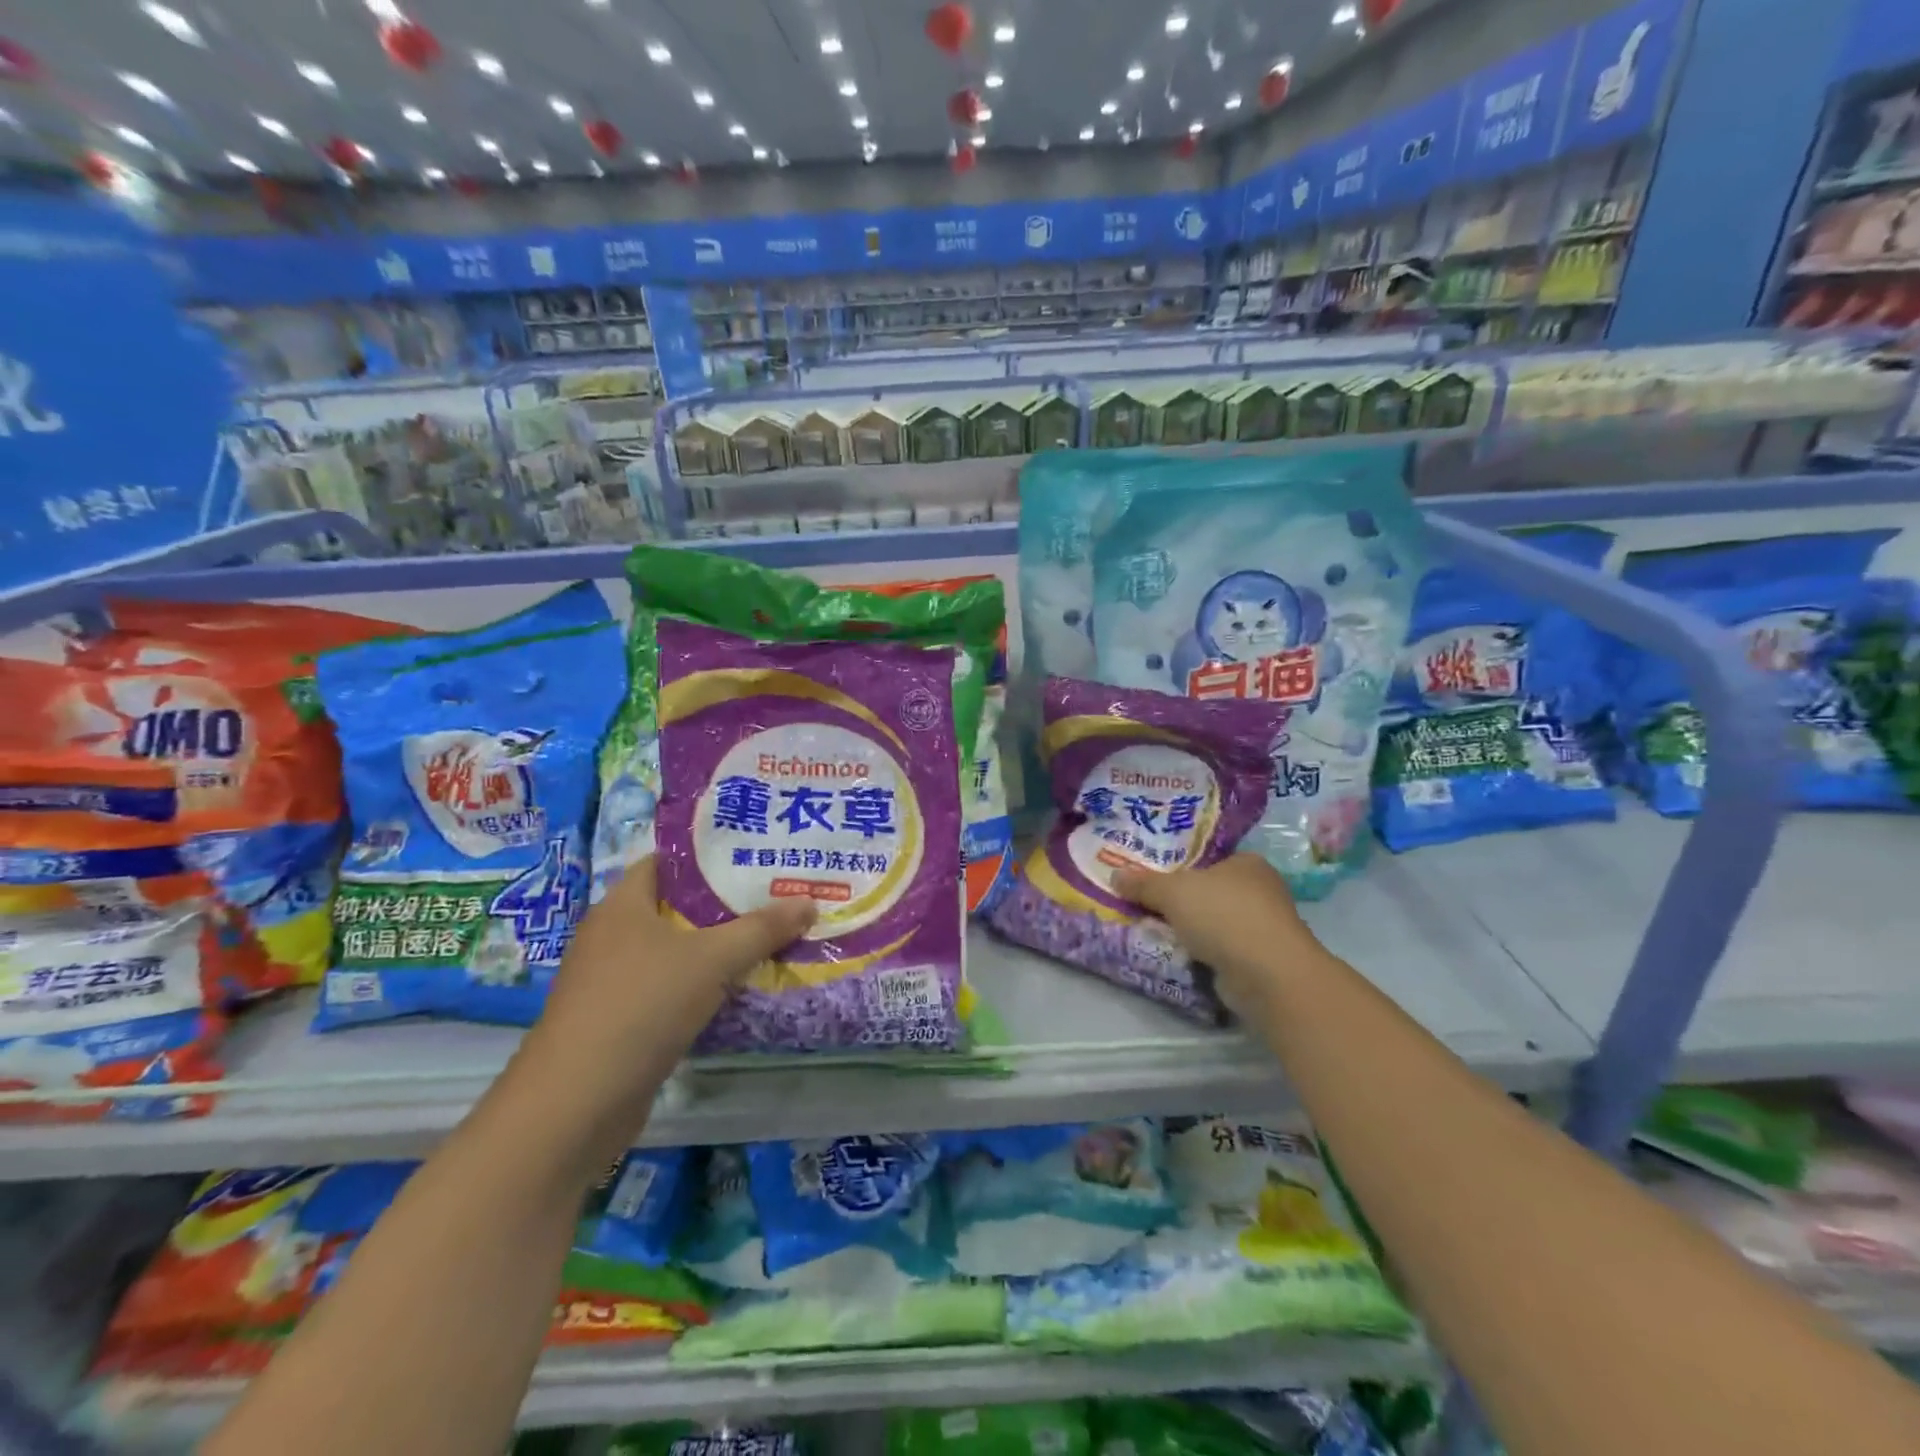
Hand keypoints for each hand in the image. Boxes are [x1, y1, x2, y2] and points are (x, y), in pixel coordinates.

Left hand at [517, 857, 814, 1151]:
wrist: (576, 1105)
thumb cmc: (641, 1007)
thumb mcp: (712, 960)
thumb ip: (762, 929)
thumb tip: (808, 902)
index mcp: (622, 905)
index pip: (666, 862)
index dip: (708, 856)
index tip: (753, 856)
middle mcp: (612, 936)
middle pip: (675, 907)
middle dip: (724, 904)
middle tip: (775, 897)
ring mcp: (611, 981)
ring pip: (673, 952)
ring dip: (715, 948)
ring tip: (768, 938)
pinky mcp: (617, 1022)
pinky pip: (667, 989)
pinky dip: (699, 986)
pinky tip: (736, 990)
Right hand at [1111, 854, 1319, 1017]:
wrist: (1267, 975)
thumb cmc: (1223, 915)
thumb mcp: (1172, 892)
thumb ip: (1143, 883)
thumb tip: (1115, 873)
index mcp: (1246, 863)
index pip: (1208, 858)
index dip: (1179, 865)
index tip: (1152, 875)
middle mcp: (1260, 890)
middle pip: (1209, 890)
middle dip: (1180, 900)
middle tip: (1144, 902)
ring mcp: (1262, 928)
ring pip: (1214, 922)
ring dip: (1189, 929)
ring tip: (1152, 930)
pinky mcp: (1259, 960)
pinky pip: (1219, 950)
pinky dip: (1201, 953)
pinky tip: (1176, 955)